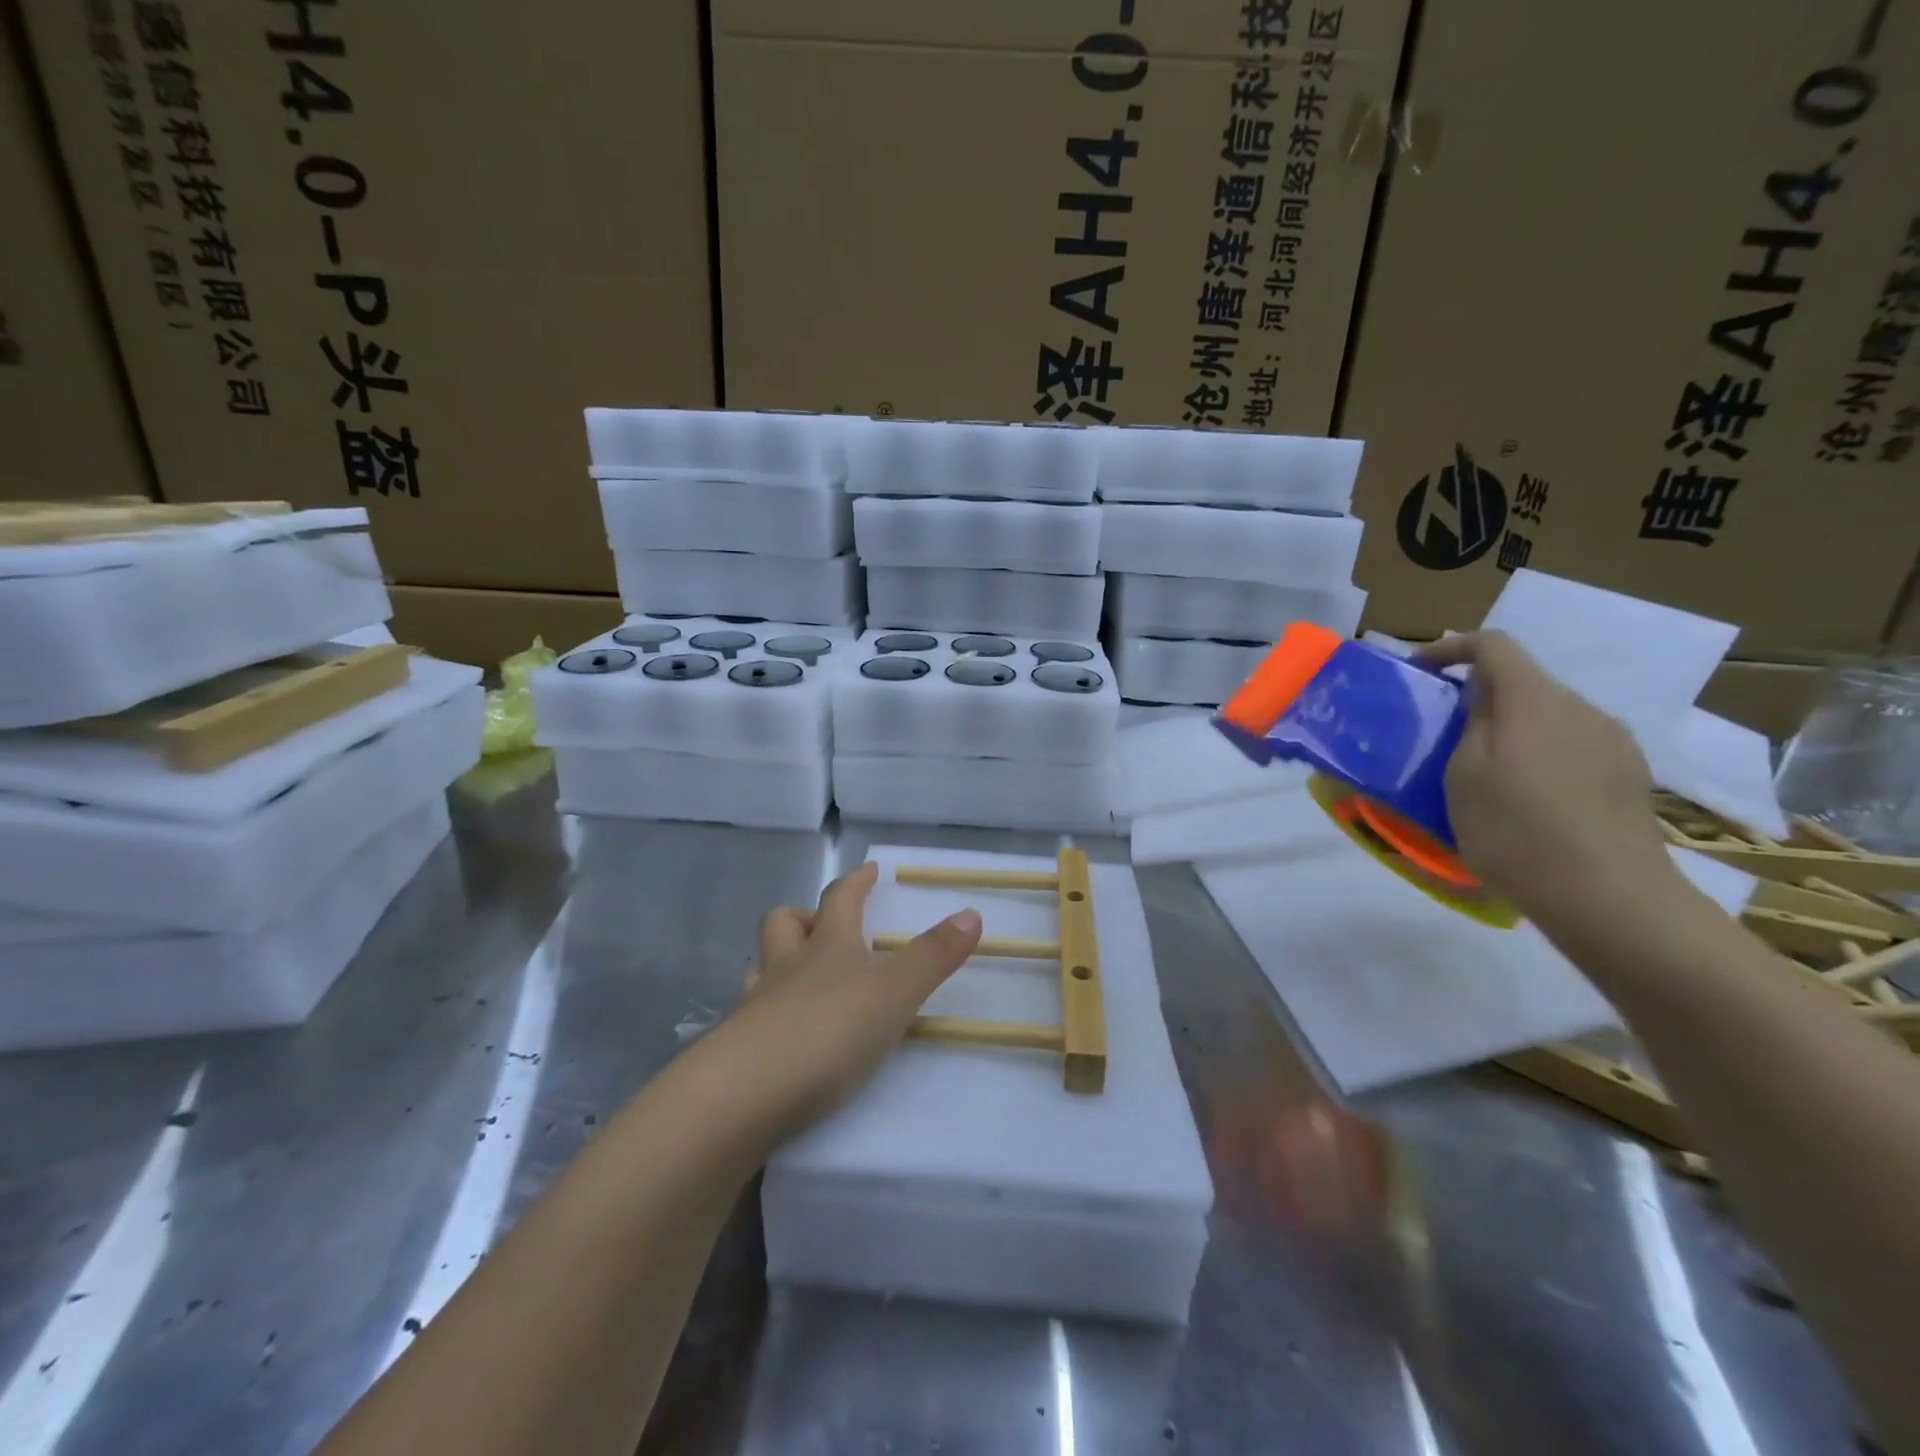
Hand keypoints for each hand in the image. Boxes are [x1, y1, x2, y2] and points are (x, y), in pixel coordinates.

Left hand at [707, 862, 982, 1145]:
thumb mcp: (893, 994)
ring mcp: (754, 1008)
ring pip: (759, 967)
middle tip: (826, 927)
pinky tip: (778, 1036)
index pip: (840, 899)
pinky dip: (764, 1015)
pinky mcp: (734, 1051)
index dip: (857, 882)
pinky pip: (748, 1018)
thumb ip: (933, 957)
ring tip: (797, 979)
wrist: (741, 1097)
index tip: (870, 870)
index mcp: (827, 948)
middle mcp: (786, 968)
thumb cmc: (826, 1033)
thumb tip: (971, 912)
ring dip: (777, 963)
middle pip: (783, 924)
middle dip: (804, 916)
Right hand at [1418, 631, 1676, 925]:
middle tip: (1442, 734)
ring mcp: (1615, 743)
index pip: (1493, 646)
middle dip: (1479, 698)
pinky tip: (1527, 801)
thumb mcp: (1463, 775)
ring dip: (1511, 731)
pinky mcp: (1630, 777)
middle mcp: (1582, 709)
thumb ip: (1469, 725)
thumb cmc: (1516, 830)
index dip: (1451, 648)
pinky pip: (1572, 748)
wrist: (1609, 897)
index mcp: (1536, 700)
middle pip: (1524, 683)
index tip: (1419, 671)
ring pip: (1549, 718)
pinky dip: (1540, 757)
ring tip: (1483, 774)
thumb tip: (1479, 699)